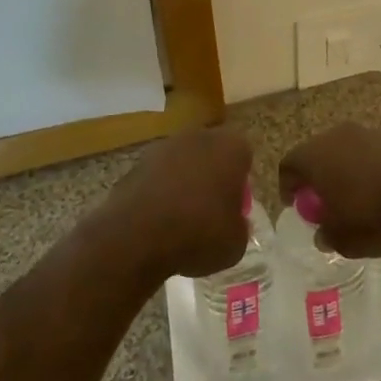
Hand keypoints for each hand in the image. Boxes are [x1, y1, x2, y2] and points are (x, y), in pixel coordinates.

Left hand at [103, 127, 253, 280]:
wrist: (138, 236)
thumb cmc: (199, 234)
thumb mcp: (236, 243)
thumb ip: (240, 226)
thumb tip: (234, 223)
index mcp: (231, 148)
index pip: (244, 156)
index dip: (240, 183)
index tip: (235, 208)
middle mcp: (198, 137)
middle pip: (211, 154)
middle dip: (212, 177)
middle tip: (211, 211)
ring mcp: (164, 147)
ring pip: (182, 163)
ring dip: (184, 183)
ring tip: (181, 220)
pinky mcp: (136, 163)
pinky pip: (157, 177)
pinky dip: (159, 193)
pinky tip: (157, 222)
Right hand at [278, 123, 380, 257]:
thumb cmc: (375, 213)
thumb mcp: (344, 239)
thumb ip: (327, 235)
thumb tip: (323, 232)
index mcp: (314, 156)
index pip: (288, 165)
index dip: (287, 187)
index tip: (296, 205)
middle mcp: (336, 137)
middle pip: (317, 155)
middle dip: (318, 179)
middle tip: (325, 204)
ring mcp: (368, 133)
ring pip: (347, 153)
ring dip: (348, 174)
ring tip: (359, 202)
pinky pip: (374, 156)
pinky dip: (373, 172)